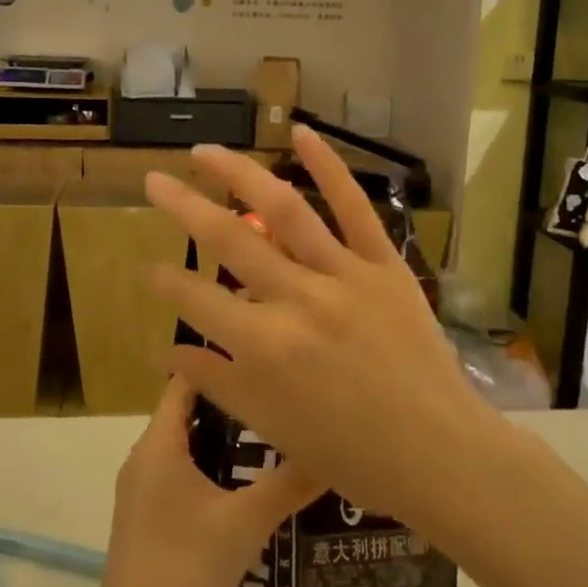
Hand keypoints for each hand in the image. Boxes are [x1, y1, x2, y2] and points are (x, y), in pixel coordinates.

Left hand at [92, 377, 320, 586]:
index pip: (186, 381)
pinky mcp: (145, 516)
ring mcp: (141, 489)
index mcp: (159, 444)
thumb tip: (331, 451)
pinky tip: (243, 488)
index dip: (221, 365)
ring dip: (221, 440)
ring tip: (270, 438)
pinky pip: (179, 473)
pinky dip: (209, 468)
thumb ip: (289, 483)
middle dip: (230, 404)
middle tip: (277, 399)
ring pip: (184, 446)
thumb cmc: (187, 566)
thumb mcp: (247, 521)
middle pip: (186, 412)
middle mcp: (144, 457)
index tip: (261, 359)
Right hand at [144, 125, 486, 522]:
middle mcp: (298, 299)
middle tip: (153, 181)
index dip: (167, 283)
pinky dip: (329, 167)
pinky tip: (301, 134)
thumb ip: (217, 383)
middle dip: (183, 207)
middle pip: (229, 240)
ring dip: (239, 173)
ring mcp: (344, 275)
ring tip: (206, 151)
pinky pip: (355, 208)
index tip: (150, 269)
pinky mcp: (384, 265)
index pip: (198, 301)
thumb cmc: (349, 452)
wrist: (437, 452)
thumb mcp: (272, 425)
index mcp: (265, 346)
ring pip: (284, 211)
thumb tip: (169, 352)